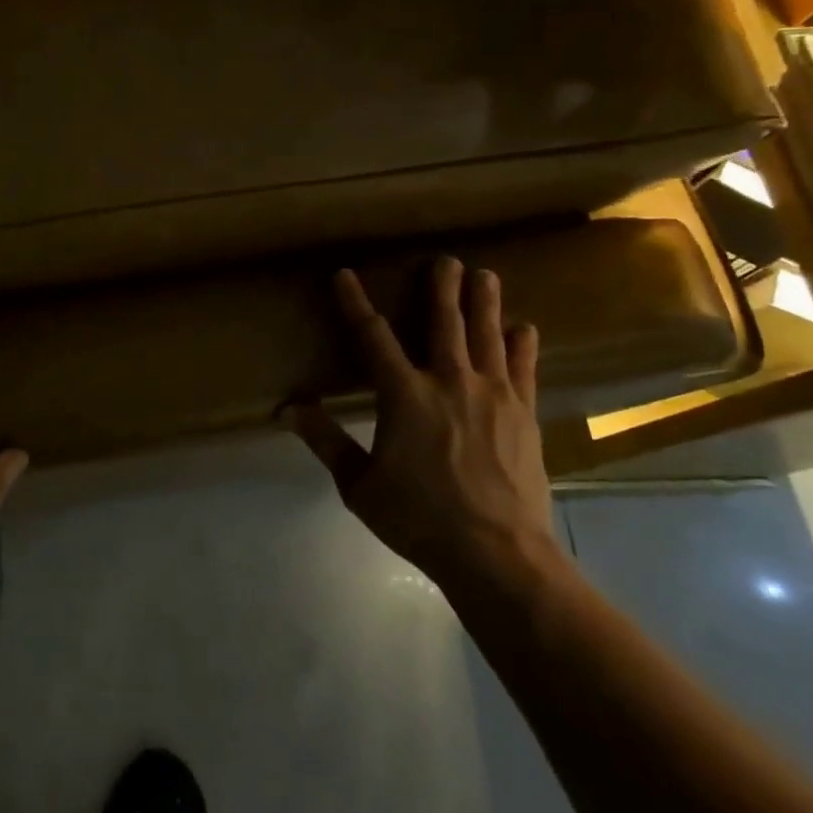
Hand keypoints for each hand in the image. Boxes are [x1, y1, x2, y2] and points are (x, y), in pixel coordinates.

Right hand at [287, 257, 558, 589]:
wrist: (498, 553)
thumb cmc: (419, 518)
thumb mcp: (359, 485)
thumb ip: (326, 442)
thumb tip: (288, 410)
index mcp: (404, 394)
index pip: (373, 336)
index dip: (355, 303)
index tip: (345, 275)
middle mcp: (449, 381)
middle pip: (444, 322)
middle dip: (442, 287)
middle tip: (444, 259)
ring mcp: (493, 394)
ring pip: (487, 334)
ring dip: (485, 302)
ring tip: (485, 275)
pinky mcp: (523, 413)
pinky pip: (524, 367)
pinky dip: (522, 344)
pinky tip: (524, 328)